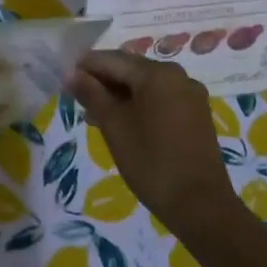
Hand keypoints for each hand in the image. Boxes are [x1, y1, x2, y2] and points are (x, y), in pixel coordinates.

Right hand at [66, 51, 236, 236]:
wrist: (201, 207)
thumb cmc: (151, 162)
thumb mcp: (114, 126)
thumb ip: (91, 94)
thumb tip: (70, 73)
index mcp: (157, 73)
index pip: (112, 60)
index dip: (85, 67)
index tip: (64, 81)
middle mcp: (178, 76)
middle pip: (130, 69)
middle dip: (103, 82)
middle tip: (78, 101)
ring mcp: (190, 96)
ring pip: (145, 85)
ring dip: (119, 95)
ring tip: (96, 117)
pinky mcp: (196, 115)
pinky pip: (160, 99)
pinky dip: (139, 105)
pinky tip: (123, 123)